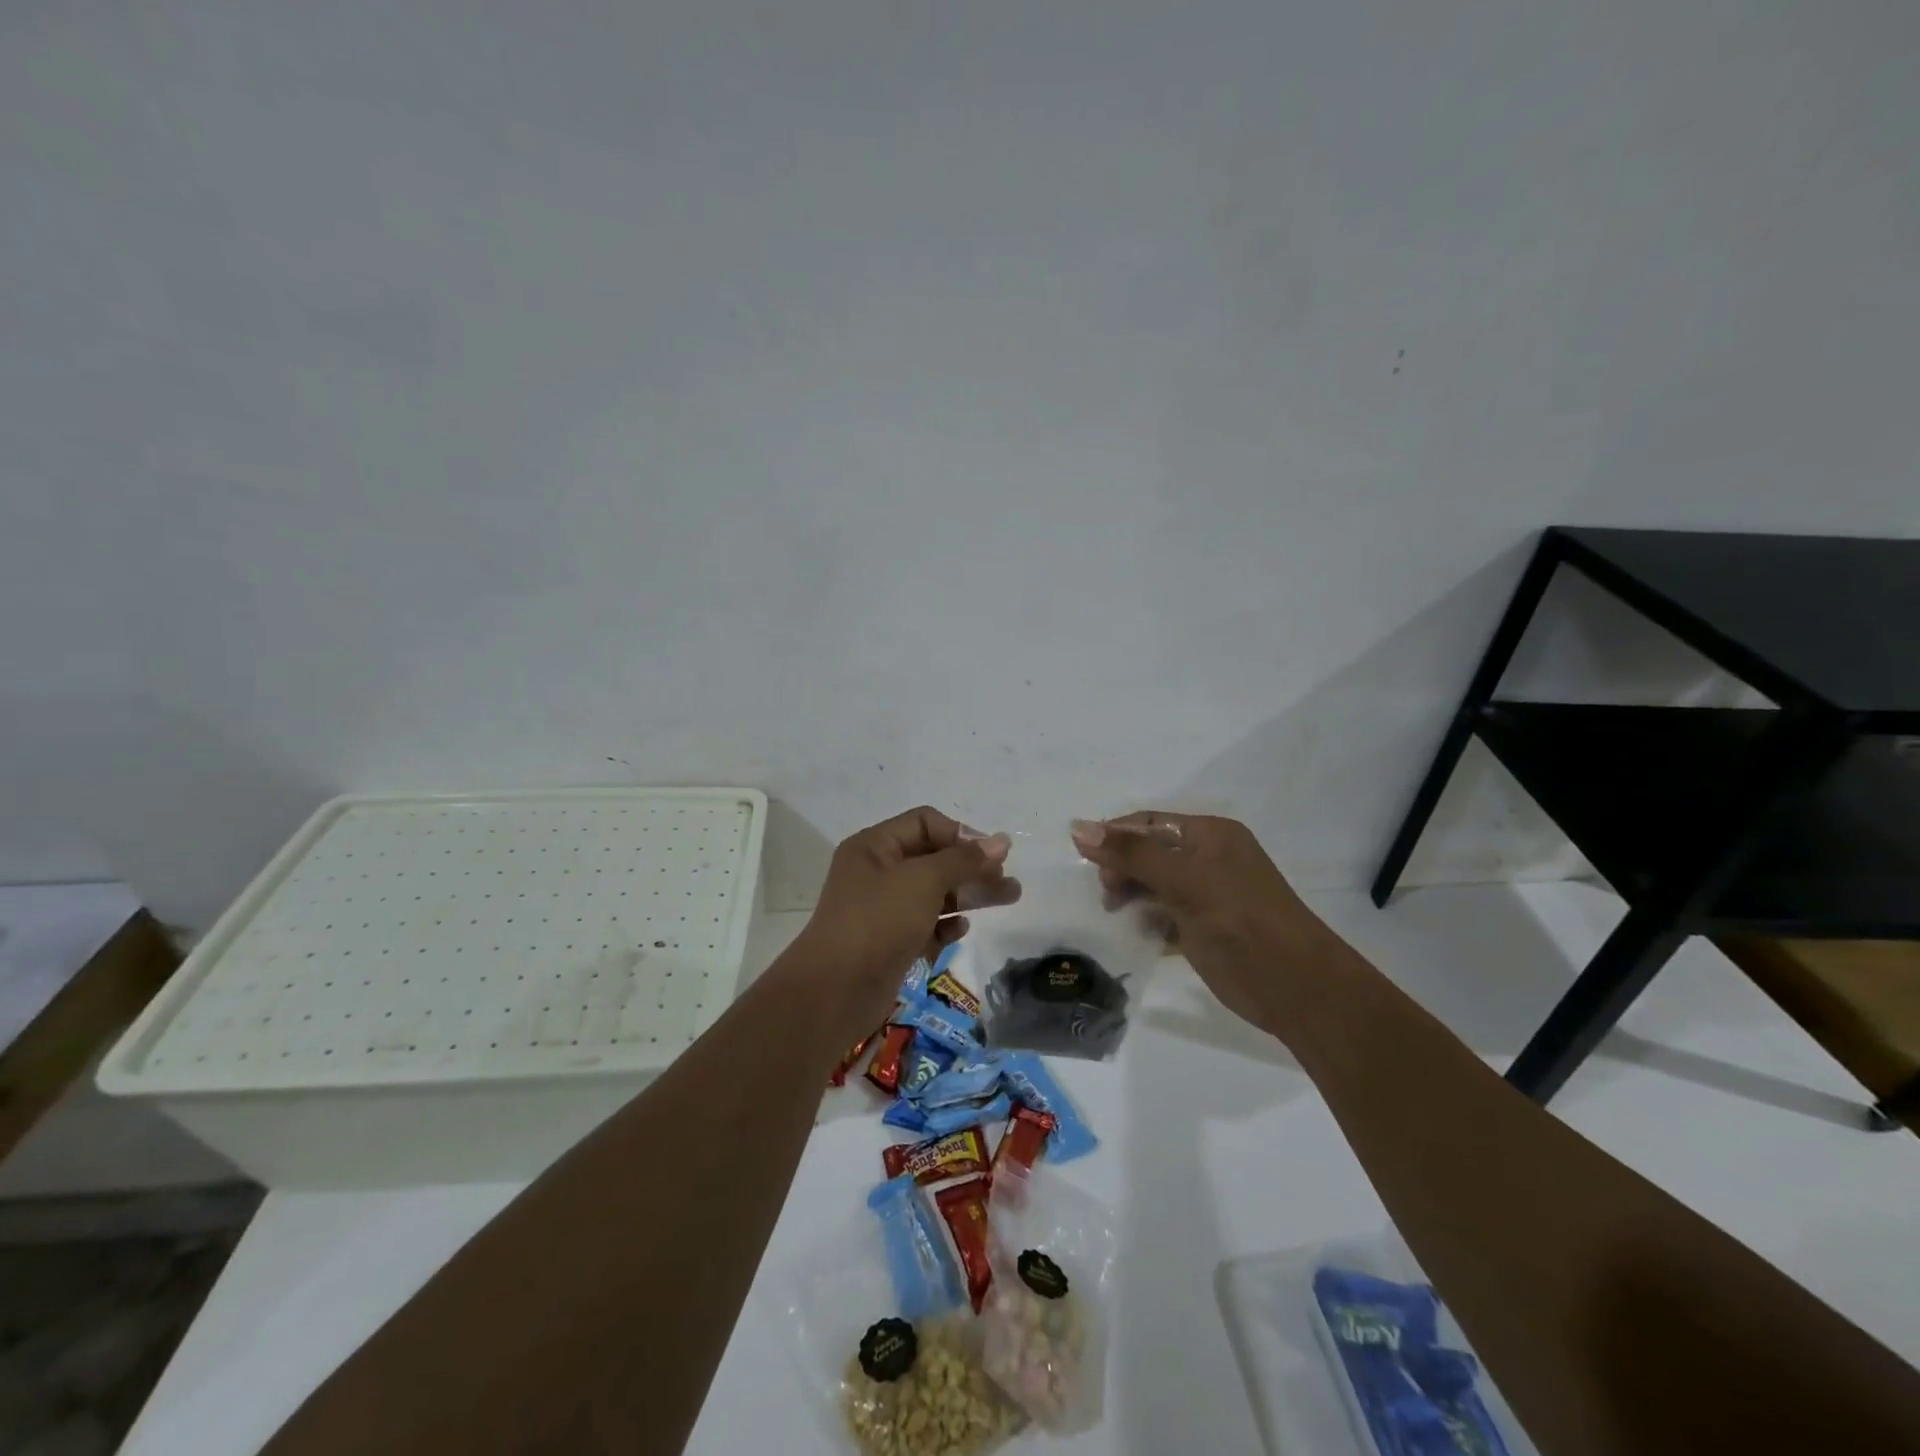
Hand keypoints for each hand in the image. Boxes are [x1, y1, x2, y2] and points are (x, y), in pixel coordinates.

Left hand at [795, 806, 1016, 1031]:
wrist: (836, 990)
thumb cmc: (879, 921)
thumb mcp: (924, 880)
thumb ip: (964, 860)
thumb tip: (1001, 840)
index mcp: (875, 846)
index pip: (925, 823)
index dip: (960, 834)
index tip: (993, 854)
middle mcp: (877, 872)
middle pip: (934, 859)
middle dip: (972, 866)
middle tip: (1008, 878)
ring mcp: (883, 909)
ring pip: (934, 893)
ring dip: (969, 894)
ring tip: (1009, 898)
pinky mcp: (890, 942)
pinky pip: (925, 924)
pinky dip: (945, 925)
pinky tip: (961, 931)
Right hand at [1070, 811, 1320, 1029]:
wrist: (1296, 988)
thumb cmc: (1240, 920)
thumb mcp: (1184, 881)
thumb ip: (1131, 855)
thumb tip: (1077, 827)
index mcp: (1210, 835)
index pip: (1149, 823)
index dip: (1114, 835)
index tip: (1082, 858)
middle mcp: (1208, 859)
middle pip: (1149, 853)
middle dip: (1121, 868)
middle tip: (1107, 894)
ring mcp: (1206, 895)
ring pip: (1153, 885)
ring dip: (1131, 895)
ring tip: (1115, 912)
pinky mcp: (1203, 929)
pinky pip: (1163, 915)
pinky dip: (1145, 920)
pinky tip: (1136, 933)